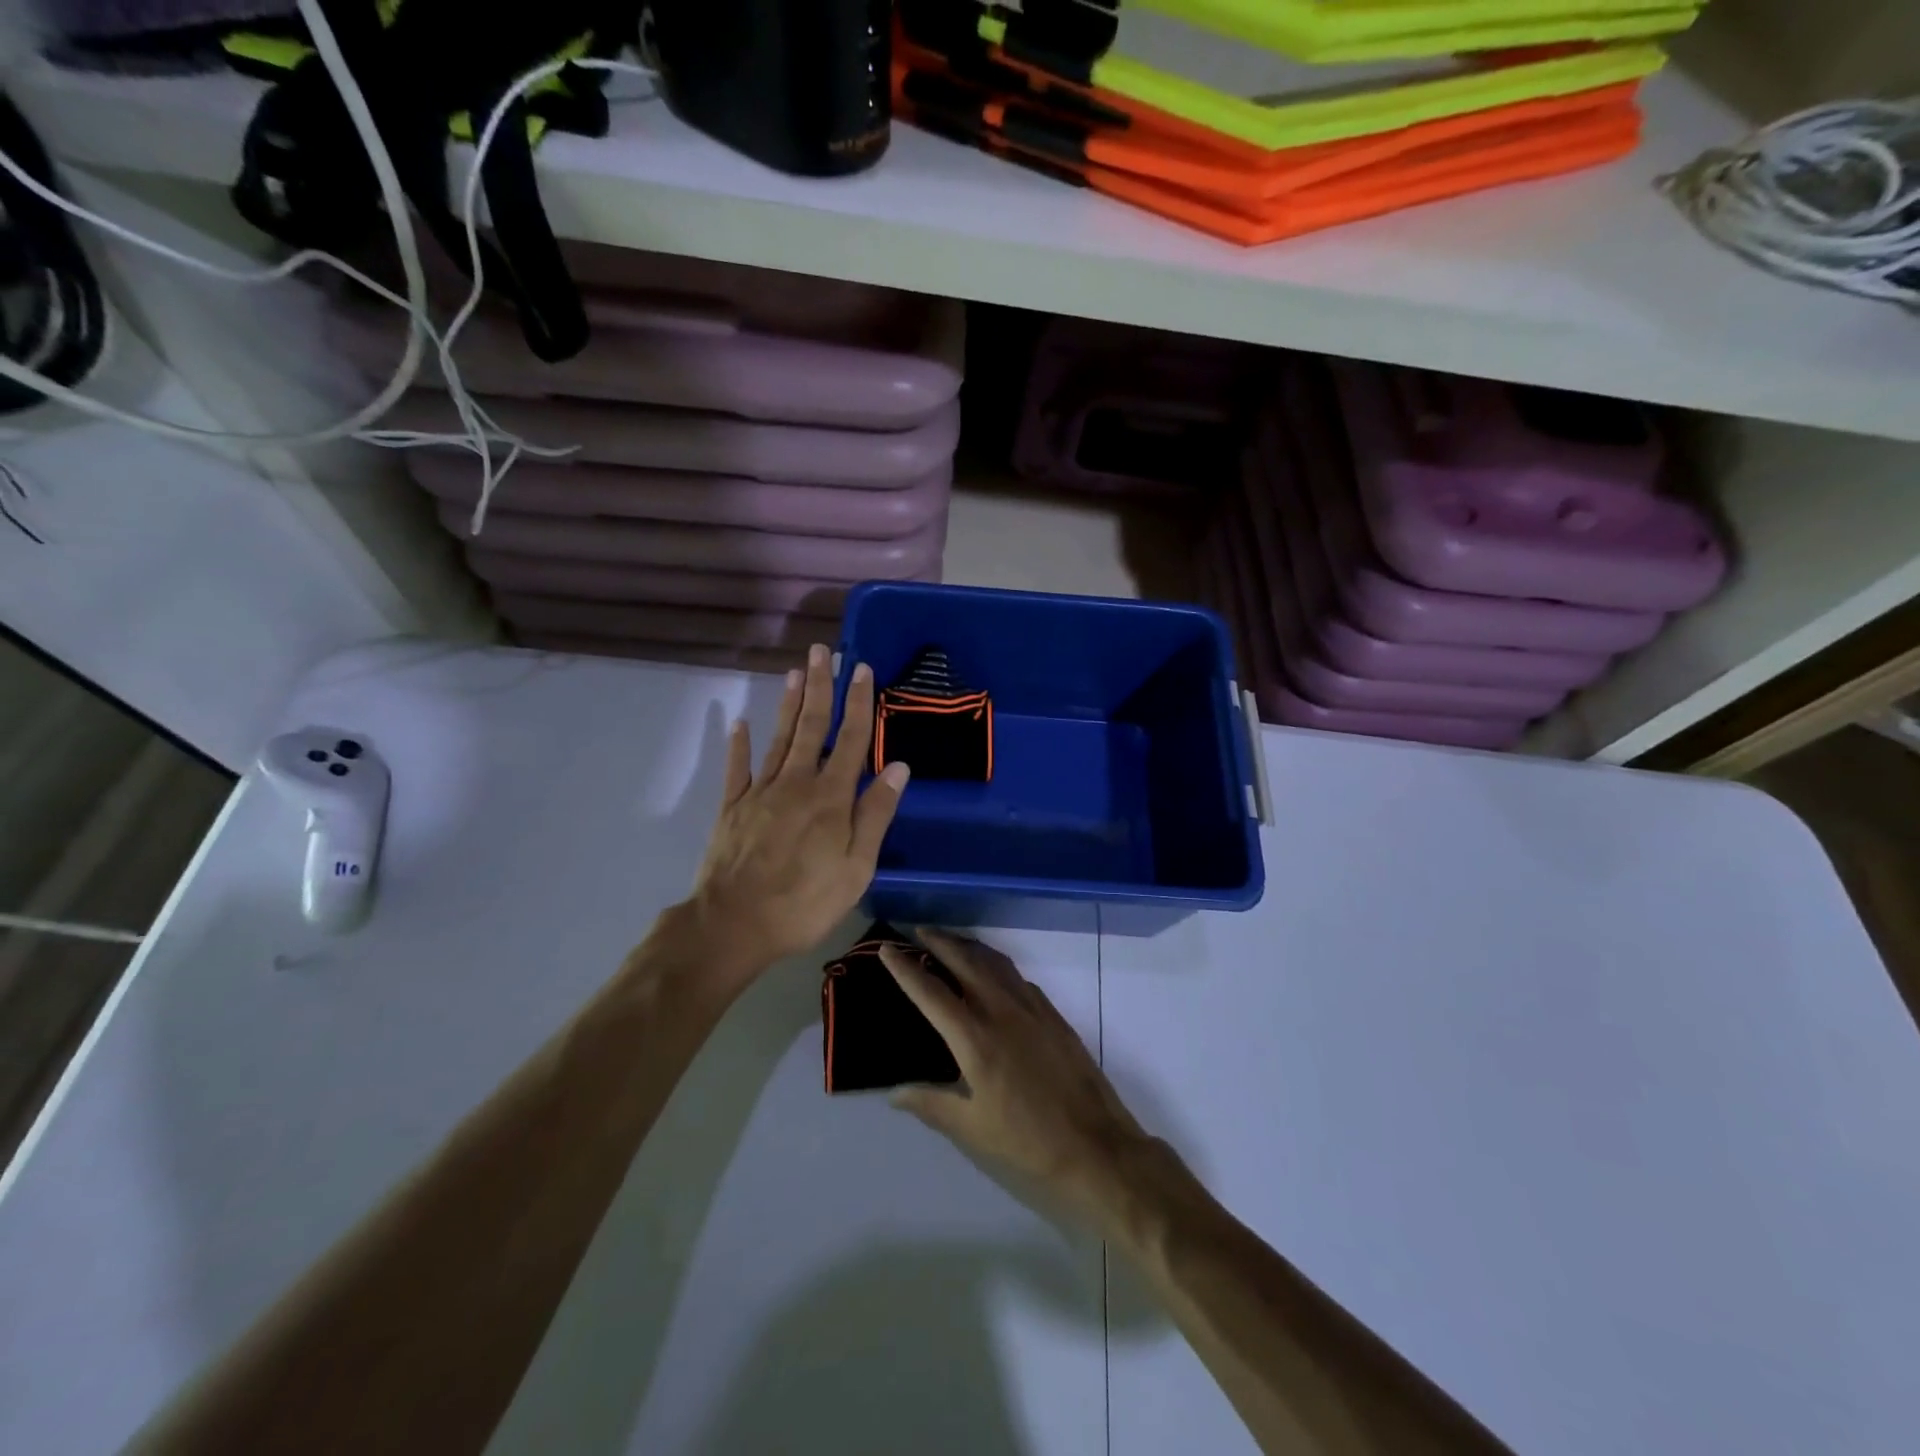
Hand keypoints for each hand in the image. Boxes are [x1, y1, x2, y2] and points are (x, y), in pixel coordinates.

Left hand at [687, 643, 908, 984]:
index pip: (851, 739)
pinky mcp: (732, 807)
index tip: (862, 669)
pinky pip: (737, 768)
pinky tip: (740, 722)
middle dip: (820, 687)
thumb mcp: (857, 867)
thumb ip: (876, 814)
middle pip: (812, 726)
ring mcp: (760, 792)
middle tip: (823, 651)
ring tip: (795, 672)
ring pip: (778, 738)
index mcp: (831, 797)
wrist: (734, 924)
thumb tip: (899, 768)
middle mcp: (796, 783)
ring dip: (788, 703)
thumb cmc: (806, 901)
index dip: (859, 702)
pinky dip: (739, 744)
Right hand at [880, 929, 1156, 1228]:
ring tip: (950, 942)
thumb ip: (931, 1104)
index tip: (887, 949)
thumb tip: (894, 1093)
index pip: (932, 994)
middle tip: (918, 930)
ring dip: (969, 946)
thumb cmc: (1028, 1143)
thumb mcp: (972, 1130)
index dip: (906, 970)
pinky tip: (992, 974)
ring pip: (995, 963)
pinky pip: (1017, 976)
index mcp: (976, 1040)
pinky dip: (996, 965)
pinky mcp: (1053, 1015)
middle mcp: (1002, 1012)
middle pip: (966, 962)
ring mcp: (1032, 1009)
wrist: (1097, 1147)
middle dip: (940, 942)